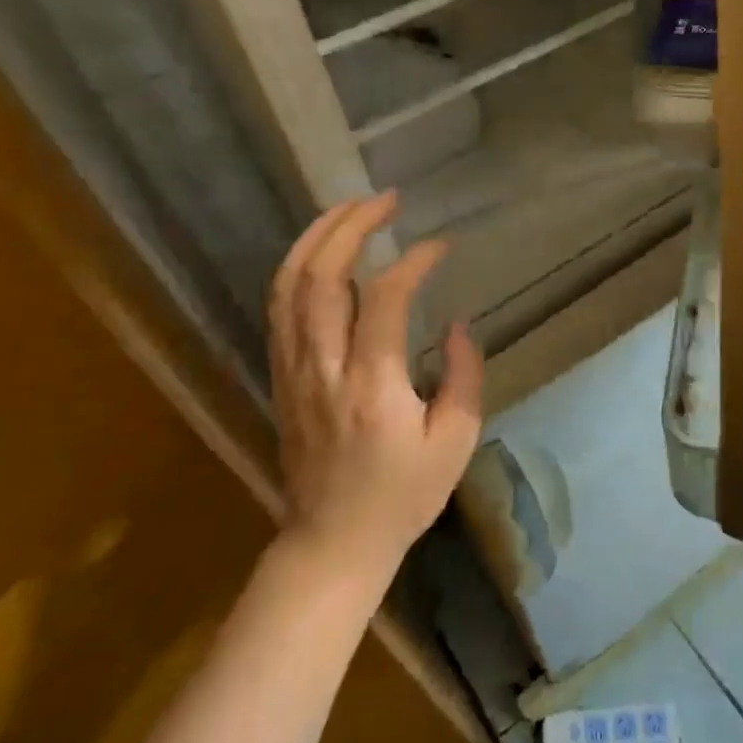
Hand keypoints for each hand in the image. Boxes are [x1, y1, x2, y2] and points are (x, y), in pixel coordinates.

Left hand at [268, 193, 483, 586]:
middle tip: (385, 199)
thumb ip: (463, 376)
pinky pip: (279, 308)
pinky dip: (297, 267)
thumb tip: (456, 323)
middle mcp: (324, 368)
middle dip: (351, 226)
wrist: (331, 543)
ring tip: (349, 207)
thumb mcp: (455, 442)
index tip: (439, 245)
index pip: (385, 298)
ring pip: (289, 285)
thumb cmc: (402, 496)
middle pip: (321, 277)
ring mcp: (294, 370)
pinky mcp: (281, 376)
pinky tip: (320, 249)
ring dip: (317, 237)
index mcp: (372, 386)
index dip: (413, 261)